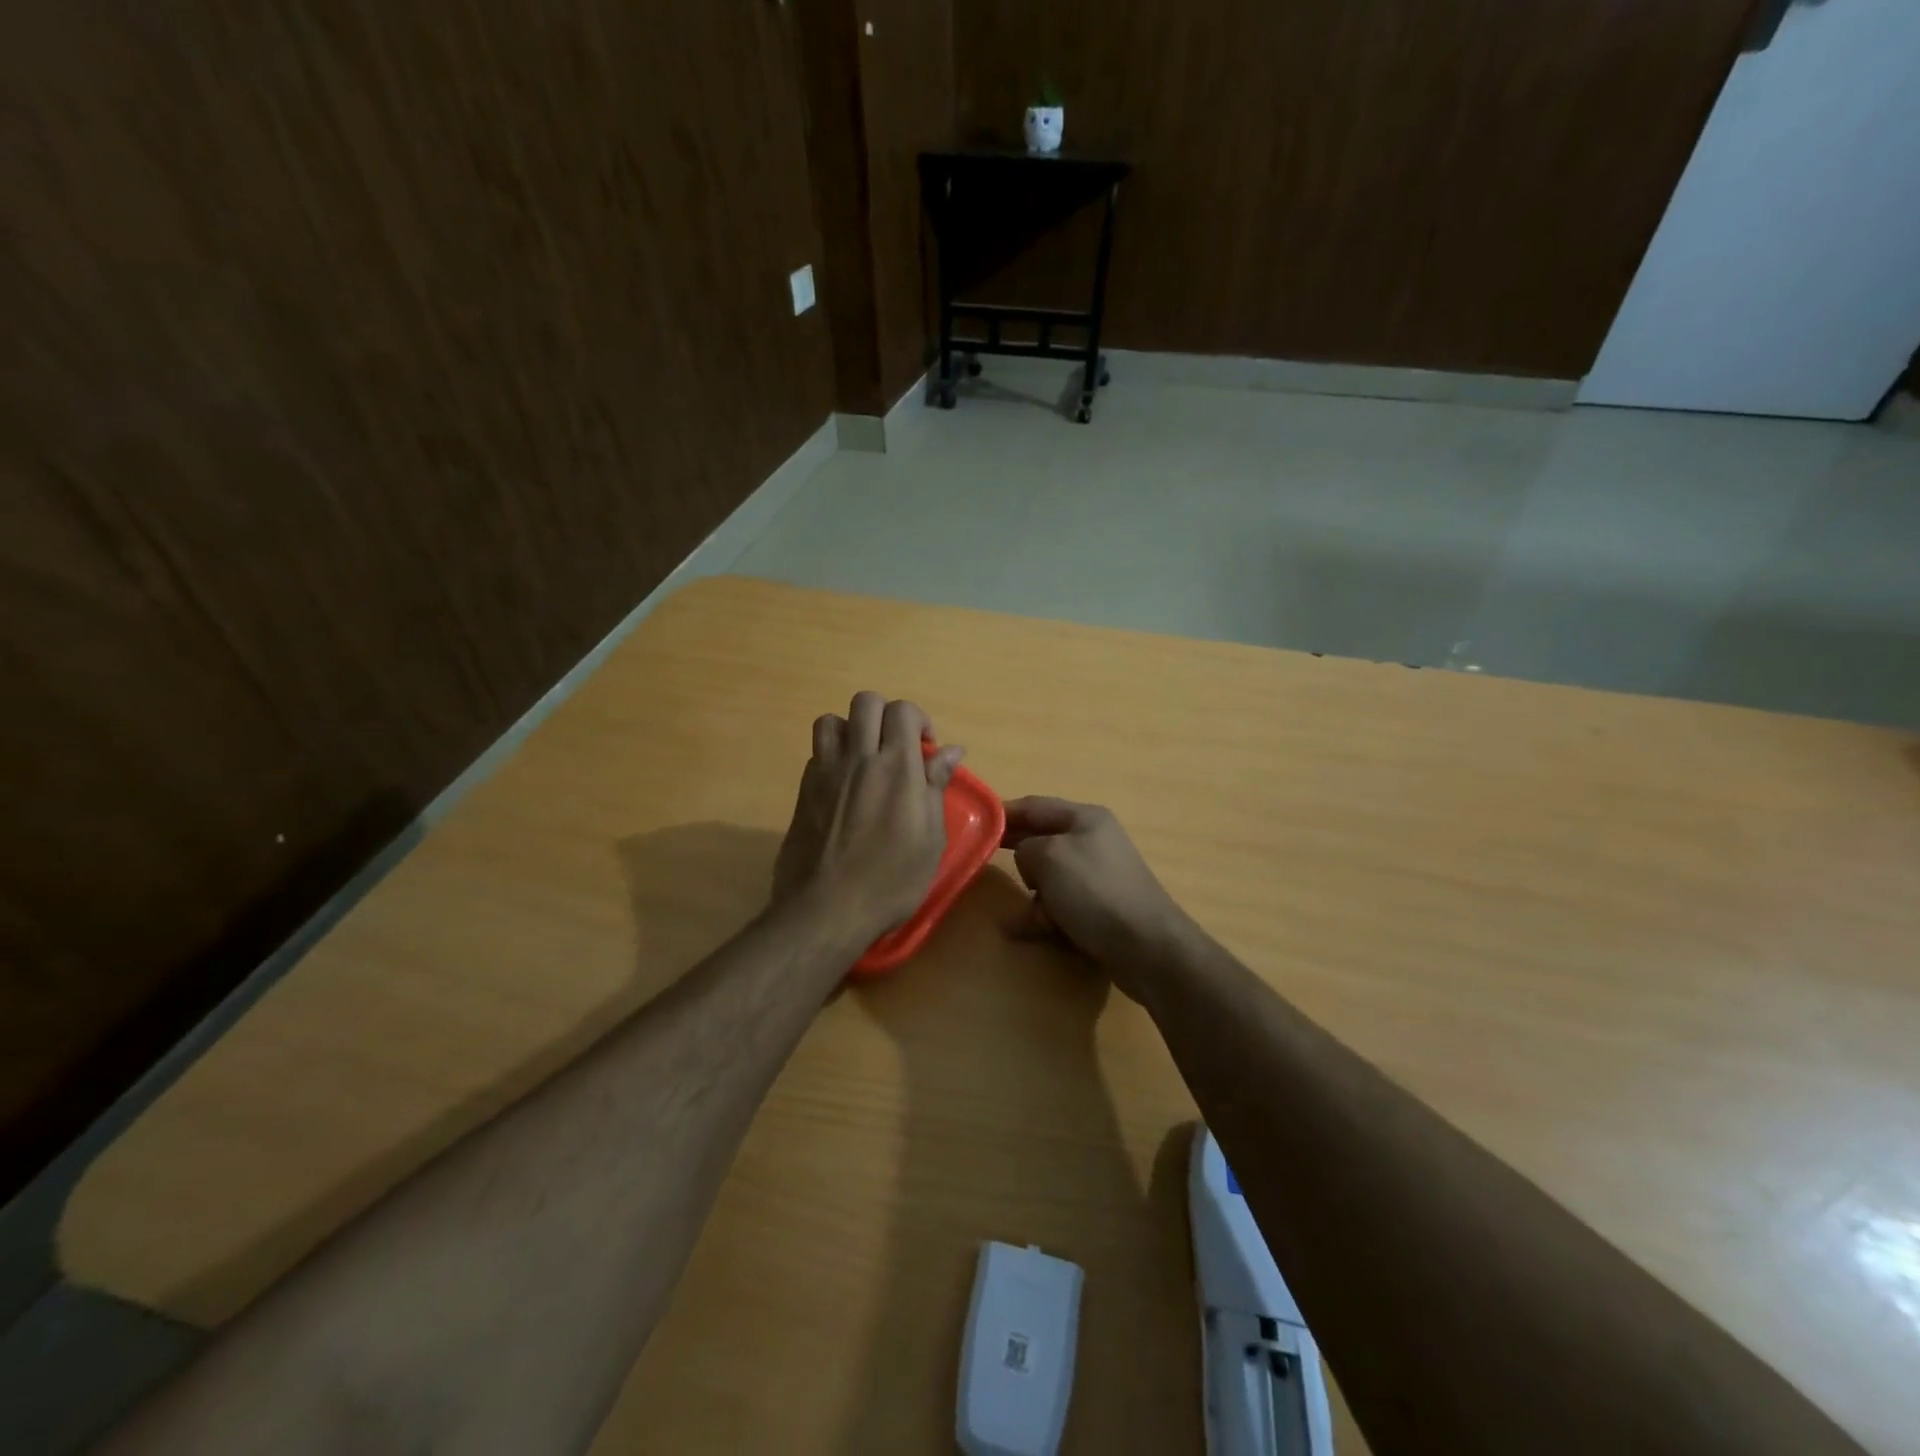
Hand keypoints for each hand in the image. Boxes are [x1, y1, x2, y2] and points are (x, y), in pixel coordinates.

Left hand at [774, 692, 963, 945]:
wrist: (827, 909)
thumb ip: (936, 786)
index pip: (902, 710)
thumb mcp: (930, 838)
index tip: (926, 751)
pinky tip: (843, 786)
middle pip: (866, 703)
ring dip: (852, 730)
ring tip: (865, 759)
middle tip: (897, 748)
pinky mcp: (803, 790)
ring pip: (832, 720)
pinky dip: (832, 755)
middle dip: (886, 716)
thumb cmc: (891, 880)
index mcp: (897, 767)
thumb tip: (952, 751)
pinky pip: (817, 752)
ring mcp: (826, 772)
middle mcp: (859, 758)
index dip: (917, 721)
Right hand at [1000, 797, 1198, 1000]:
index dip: (1004, 813)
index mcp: (1085, 818)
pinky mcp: (1099, 909)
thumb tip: (1028, 861)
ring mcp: (1097, 877)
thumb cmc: (1094, 890)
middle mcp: (1092, 842)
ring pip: (1048, 877)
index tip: (972, 823)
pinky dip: (1040, 915)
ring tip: (1019, 916)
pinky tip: (1018, 931)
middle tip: (980, 864)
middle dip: (1015, 855)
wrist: (1146, 946)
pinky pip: (1059, 904)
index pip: (1035, 806)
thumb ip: (1025, 848)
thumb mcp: (1049, 857)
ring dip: (1030, 894)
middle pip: (1041, 841)